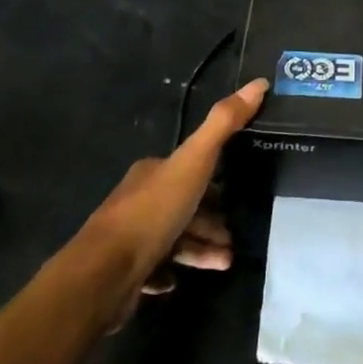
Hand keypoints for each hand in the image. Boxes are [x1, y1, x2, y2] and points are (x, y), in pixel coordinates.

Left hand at [82, 78, 265, 294]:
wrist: (103, 275)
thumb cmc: (152, 213)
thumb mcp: (194, 161)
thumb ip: (224, 124)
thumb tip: (259, 83)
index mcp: (152, 171)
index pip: (190, 170)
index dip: (215, 180)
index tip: (238, 194)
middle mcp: (138, 199)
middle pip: (184, 205)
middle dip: (212, 220)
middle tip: (234, 236)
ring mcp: (129, 237)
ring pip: (174, 238)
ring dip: (200, 249)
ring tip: (225, 261)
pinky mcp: (124, 272)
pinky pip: (155, 268)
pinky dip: (172, 270)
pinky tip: (180, 280)